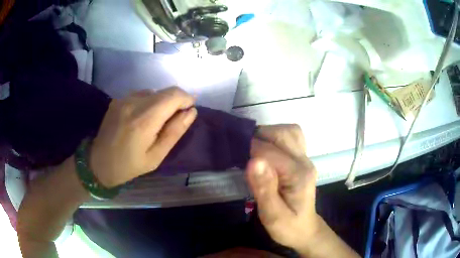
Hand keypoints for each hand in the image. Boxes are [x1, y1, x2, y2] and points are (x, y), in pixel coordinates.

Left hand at [90, 87, 196, 186]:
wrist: (99, 163)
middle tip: (175, 119)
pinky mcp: (117, 99)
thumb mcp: (156, 156)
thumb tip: (191, 112)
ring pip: (154, 91)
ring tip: (157, 121)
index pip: (174, 95)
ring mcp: (123, 99)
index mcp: (144, 120)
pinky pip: (141, 94)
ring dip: (162, 102)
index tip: (189, 110)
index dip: (186, 99)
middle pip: (165, 91)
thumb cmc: (129, 165)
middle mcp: (133, 103)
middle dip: (176, 100)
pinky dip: (149, 102)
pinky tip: (142, 118)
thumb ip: (175, 132)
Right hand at [248, 124, 320, 251]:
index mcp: (298, 175)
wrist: (305, 230)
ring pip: (288, 131)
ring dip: (268, 135)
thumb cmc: (288, 227)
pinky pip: (290, 138)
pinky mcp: (301, 160)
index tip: (238, 159)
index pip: (270, 151)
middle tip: (244, 154)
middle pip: (283, 134)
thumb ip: (264, 189)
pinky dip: (275, 139)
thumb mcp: (273, 216)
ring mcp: (305, 159)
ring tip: (255, 151)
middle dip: (260, 138)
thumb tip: (253, 160)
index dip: (251, 152)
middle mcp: (304, 162)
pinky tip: (266, 152)